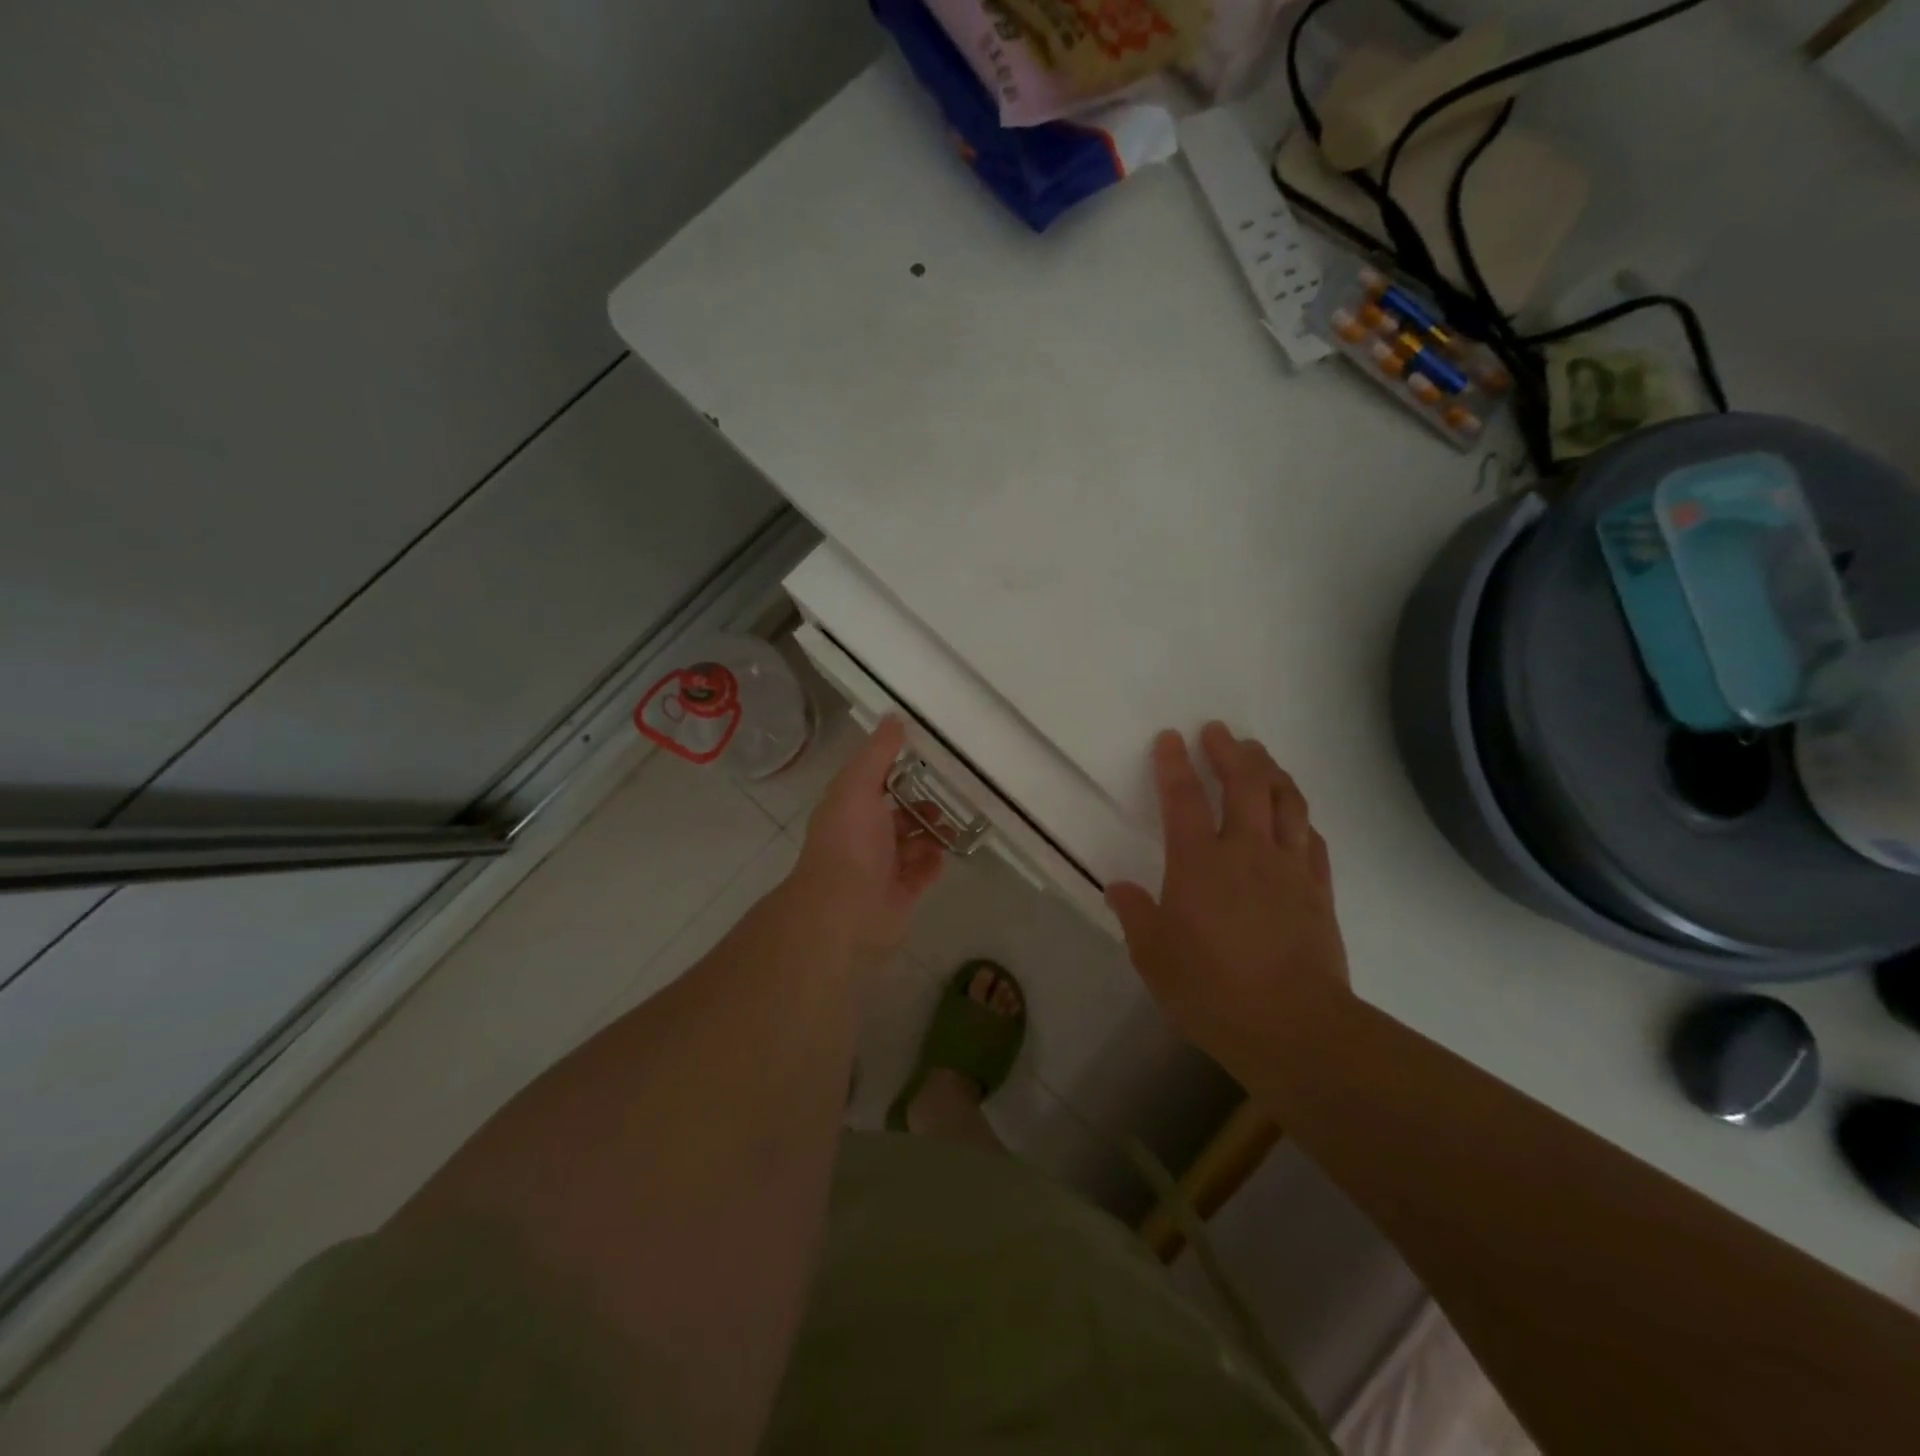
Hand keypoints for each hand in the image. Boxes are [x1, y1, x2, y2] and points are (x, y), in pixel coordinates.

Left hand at [787, 716, 945, 961]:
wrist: (845, 909)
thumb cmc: (849, 841)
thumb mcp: (859, 785)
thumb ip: (878, 753)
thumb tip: (894, 717)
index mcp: (848, 809)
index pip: (872, 784)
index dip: (895, 771)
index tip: (926, 760)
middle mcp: (862, 838)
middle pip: (895, 817)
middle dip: (920, 807)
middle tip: (947, 800)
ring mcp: (880, 869)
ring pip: (911, 846)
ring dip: (931, 835)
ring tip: (952, 828)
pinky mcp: (898, 896)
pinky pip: (920, 875)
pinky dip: (932, 864)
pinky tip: (944, 855)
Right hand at [1106, 722, 1348, 1070]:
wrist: (1294, 1027)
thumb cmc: (1212, 991)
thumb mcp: (1154, 958)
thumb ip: (1136, 916)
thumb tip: (1119, 888)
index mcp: (1198, 862)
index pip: (1183, 799)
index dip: (1174, 764)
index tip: (1171, 737)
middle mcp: (1246, 851)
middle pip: (1244, 784)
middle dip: (1230, 752)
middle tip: (1220, 732)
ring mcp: (1289, 867)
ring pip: (1286, 801)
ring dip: (1270, 771)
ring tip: (1259, 755)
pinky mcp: (1319, 890)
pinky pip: (1311, 838)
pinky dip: (1299, 816)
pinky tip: (1294, 814)